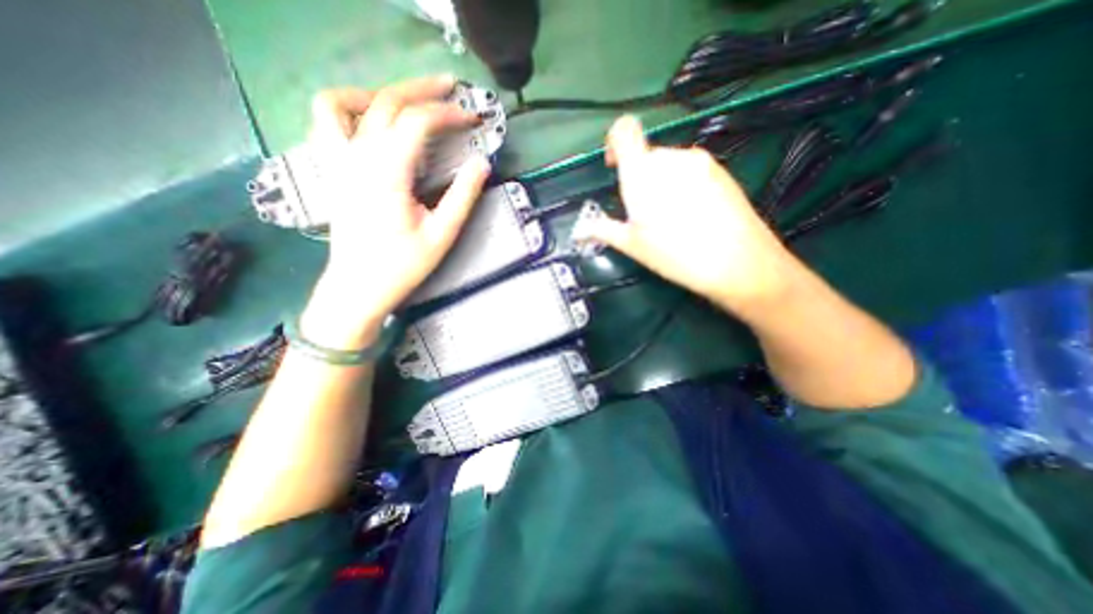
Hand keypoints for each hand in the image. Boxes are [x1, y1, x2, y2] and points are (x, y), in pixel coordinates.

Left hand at [298, 74, 485, 345]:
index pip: (417, 122)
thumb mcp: (442, 235)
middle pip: (386, 101)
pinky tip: (370, 120)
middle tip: (451, 89)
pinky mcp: (333, 169)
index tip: (473, 118)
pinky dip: (347, 107)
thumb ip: (463, 197)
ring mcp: (338, 160)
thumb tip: (482, 164)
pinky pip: (327, 122)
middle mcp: (358, 157)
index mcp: (387, 173)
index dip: (448, 114)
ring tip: (408, 100)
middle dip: (423, 90)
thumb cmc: (402, 266)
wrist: (358, 287)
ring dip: (380, 92)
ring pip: (347, 102)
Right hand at [576, 116, 801, 316]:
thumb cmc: (676, 254)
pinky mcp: (720, 170)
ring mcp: (698, 162)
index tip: (613, 166)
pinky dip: (681, 184)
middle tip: (643, 213)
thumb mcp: (634, 246)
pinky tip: (691, 213)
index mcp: (643, 173)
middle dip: (639, 178)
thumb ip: (604, 230)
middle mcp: (671, 158)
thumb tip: (581, 230)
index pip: (624, 131)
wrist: (738, 262)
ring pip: (668, 164)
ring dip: (660, 183)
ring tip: (670, 217)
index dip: (613, 141)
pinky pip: (689, 170)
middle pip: (646, 155)